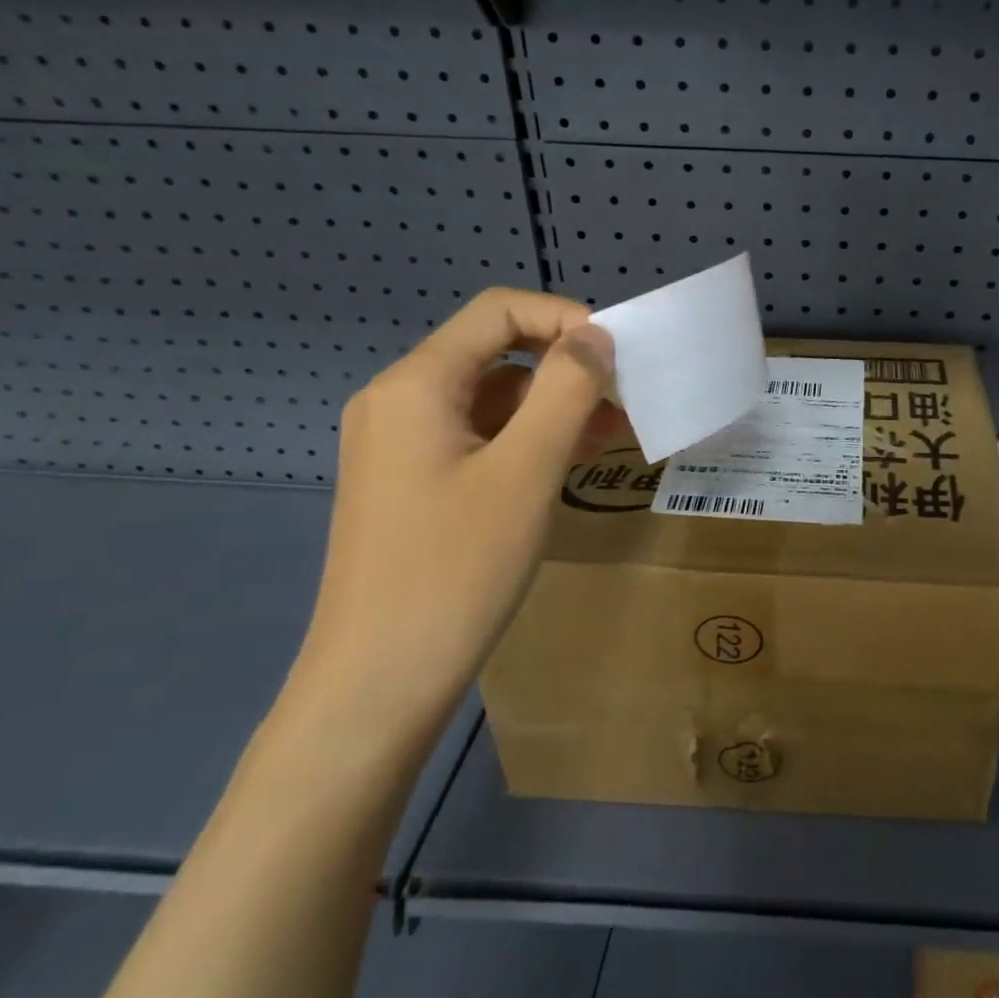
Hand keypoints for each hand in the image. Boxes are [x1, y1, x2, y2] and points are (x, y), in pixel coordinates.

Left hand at [288, 289, 624, 742]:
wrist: (376, 686)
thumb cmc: (455, 571)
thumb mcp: (526, 472)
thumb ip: (566, 391)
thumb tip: (596, 336)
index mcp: (416, 385)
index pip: (498, 310)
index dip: (563, 318)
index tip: (615, 358)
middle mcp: (399, 400)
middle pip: (494, 350)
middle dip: (564, 364)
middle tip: (622, 399)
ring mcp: (401, 444)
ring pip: (491, 396)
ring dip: (552, 404)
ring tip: (611, 434)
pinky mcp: (412, 481)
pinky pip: (478, 435)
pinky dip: (527, 437)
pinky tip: (570, 461)